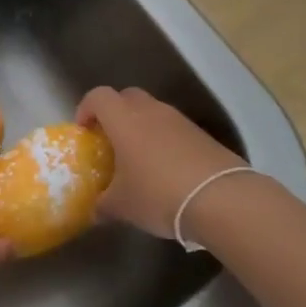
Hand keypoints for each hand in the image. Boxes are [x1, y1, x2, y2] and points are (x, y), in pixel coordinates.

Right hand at [76, 86, 248, 238]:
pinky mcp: (201, 134)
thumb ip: (104, 204)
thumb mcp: (122, 206)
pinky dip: (164, 140)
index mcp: (124, 120)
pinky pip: (173, 128)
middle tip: (110, 140)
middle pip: (127, 96)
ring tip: (139, 159)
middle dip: (115, 113)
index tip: (84, 131)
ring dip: (142, 127)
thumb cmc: (158, 194)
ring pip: (152, 111)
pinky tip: (166, 169)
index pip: (98, 96)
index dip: (87, 108)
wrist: (220, 198)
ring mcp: (179, 120)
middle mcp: (150, 111)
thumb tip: (97, 210)